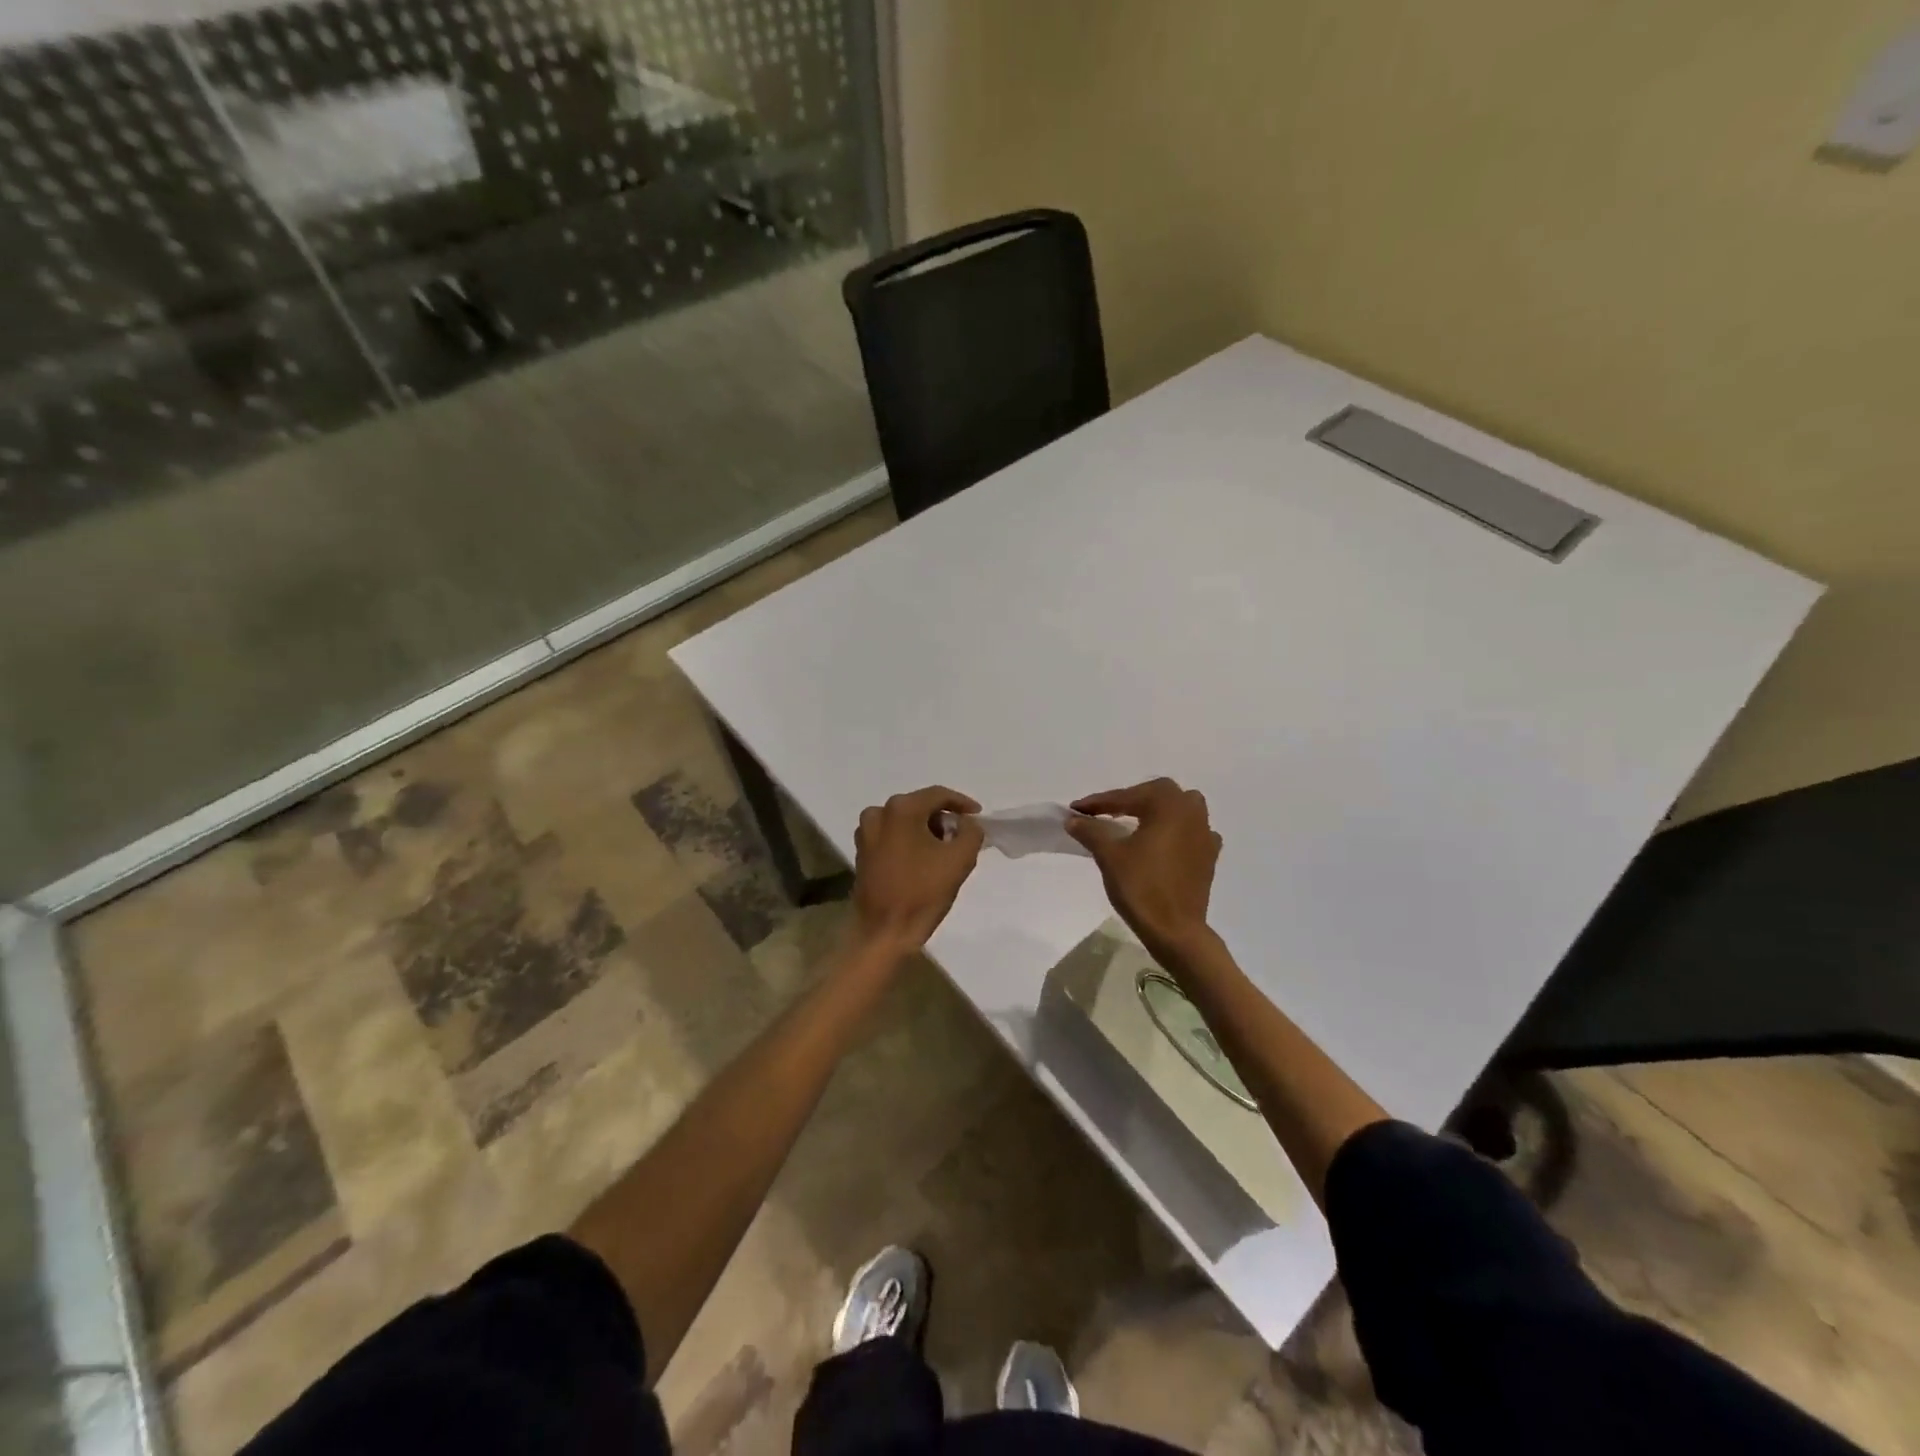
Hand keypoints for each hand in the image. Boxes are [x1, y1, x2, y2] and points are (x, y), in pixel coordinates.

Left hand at [851, 786, 985, 954]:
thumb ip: (971, 832)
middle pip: (920, 807)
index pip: (938, 795)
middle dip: (943, 820)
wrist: (884, 931)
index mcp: (901, 809)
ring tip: (944, 851)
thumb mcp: (960, 859)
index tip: (978, 816)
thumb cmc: (922, 892)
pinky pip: (892, 836)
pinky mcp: (862, 851)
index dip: (962, 804)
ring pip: (905, 822)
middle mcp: (878, 813)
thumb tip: (966, 824)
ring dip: (926, 831)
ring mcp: (866, 832)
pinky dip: (910, 841)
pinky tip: (923, 861)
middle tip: (962, 837)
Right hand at [1066, 778, 1221, 963]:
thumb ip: (1091, 831)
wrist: (1176, 930)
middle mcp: (1191, 812)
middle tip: (1105, 812)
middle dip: (1130, 799)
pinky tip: (1163, 842)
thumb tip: (1074, 819)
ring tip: (1135, 821)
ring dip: (1157, 810)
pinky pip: (1192, 831)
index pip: (1127, 797)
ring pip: (1180, 808)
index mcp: (1168, 805)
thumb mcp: (1109, 855)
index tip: (1075, 809)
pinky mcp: (1209, 855)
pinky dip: (1176, 830)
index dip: (1098, 802)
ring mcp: (1205, 833)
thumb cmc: (1141, 887)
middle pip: (1158, 794)